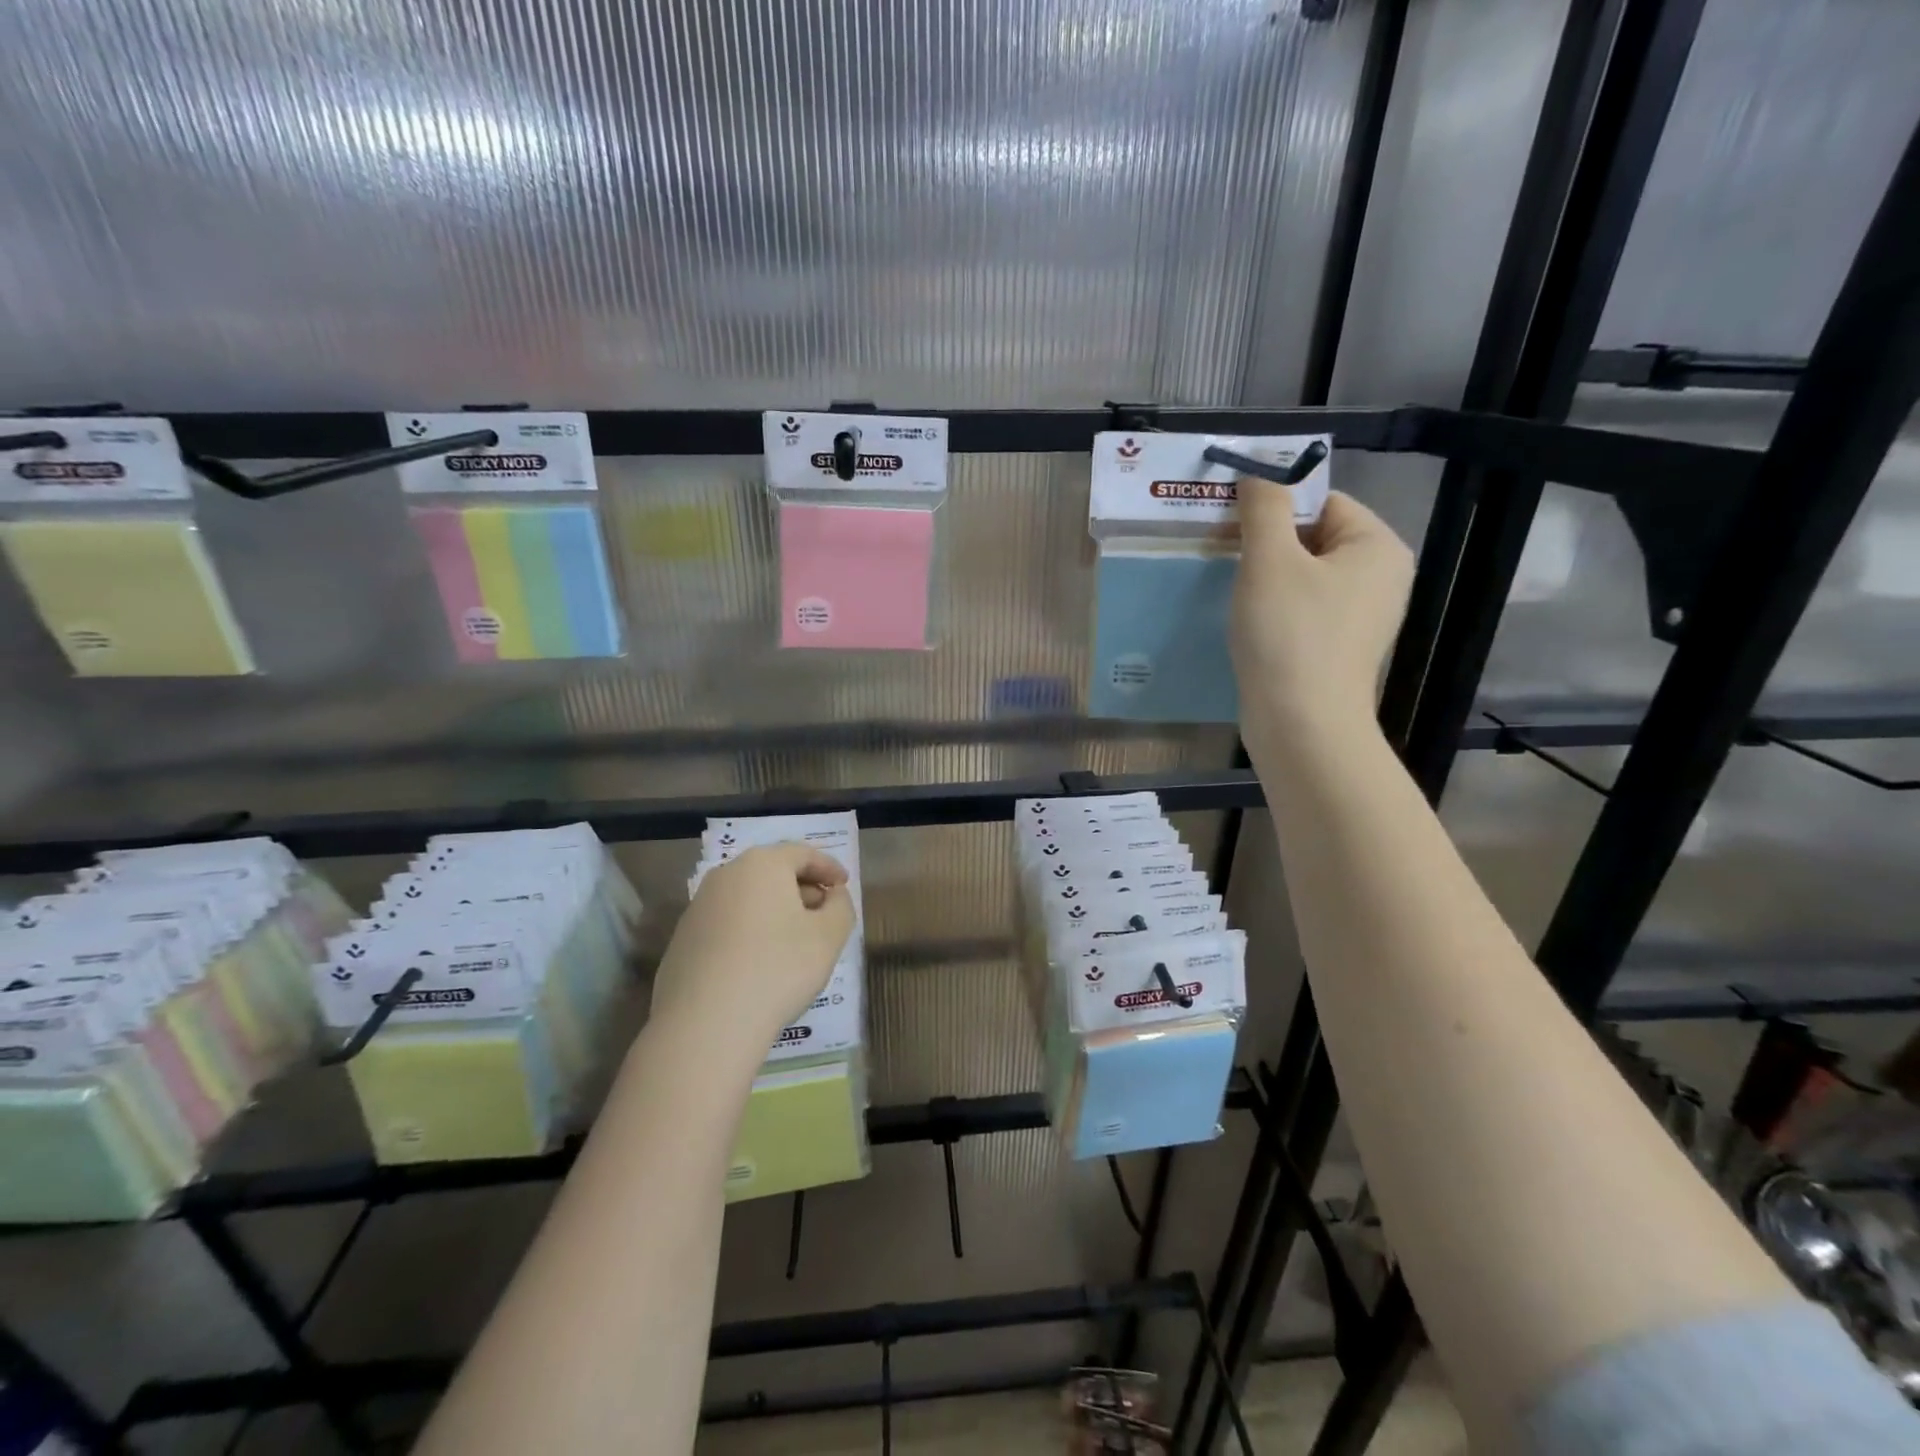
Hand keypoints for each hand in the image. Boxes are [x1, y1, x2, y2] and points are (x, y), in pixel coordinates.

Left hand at [651, 844, 855, 1053]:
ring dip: (774, 911)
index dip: (828, 867)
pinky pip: (726, 925)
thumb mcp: (829, 937)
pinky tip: (760, 963)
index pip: (802, 853)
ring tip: (794, 940)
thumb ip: (841, 907)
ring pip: (747, 898)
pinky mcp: (682, 941)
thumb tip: (833, 896)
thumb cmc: (778, 969)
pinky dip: (749, 933)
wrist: (705, 1025)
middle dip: (802, 888)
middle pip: (771, 872)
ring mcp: (697, 908)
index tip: (844, 885)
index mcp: (762, 865)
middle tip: (824, 913)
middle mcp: (725, 876)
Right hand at [1231, 480, 1413, 754]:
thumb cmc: (1289, 635)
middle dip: (1265, 544)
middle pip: (1312, 538)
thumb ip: (1263, 507)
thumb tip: (1258, 469)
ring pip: (1303, 577)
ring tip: (1229, 590)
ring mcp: (1360, 617)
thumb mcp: (1269, 560)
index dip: (1273, 507)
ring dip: (1263, 579)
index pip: (1322, 501)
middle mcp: (1380, 577)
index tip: (1229, 524)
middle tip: (1221, 555)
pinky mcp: (1336, 648)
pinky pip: (1302, 610)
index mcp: (1377, 547)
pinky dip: (1272, 610)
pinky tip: (1246, 624)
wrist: (1300, 726)